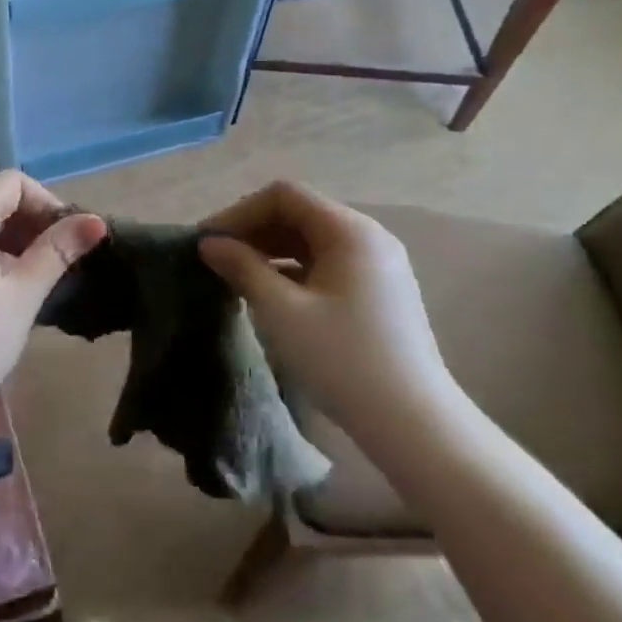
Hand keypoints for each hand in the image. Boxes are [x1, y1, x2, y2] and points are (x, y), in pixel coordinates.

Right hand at [197, 181, 459, 451]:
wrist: (414, 425)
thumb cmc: (343, 360)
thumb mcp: (282, 311)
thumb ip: (242, 268)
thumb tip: (209, 243)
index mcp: (350, 231)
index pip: (284, 196)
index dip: (239, 212)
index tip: (207, 242)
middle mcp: (368, 237)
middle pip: (299, 213)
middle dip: (252, 230)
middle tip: (215, 259)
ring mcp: (377, 265)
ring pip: (311, 240)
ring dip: (269, 250)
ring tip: (235, 276)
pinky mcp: (377, 292)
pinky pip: (325, 264)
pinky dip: (292, 269)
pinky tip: (268, 293)